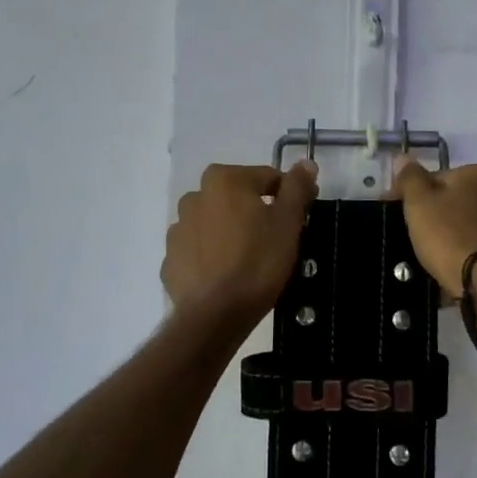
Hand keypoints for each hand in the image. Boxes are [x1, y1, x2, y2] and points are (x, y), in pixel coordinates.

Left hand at [163, 161, 317, 327]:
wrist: (215, 314)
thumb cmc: (258, 261)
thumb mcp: (288, 222)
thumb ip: (296, 188)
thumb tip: (305, 162)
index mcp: (224, 180)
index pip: (267, 177)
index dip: (288, 195)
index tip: (301, 217)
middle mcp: (195, 196)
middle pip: (237, 197)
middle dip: (256, 211)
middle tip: (276, 239)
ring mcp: (178, 229)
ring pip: (215, 222)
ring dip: (231, 231)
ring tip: (249, 258)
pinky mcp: (171, 259)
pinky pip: (198, 249)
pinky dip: (212, 255)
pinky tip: (226, 274)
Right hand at [387, 157, 476, 298]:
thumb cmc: (449, 234)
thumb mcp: (419, 202)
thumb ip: (410, 178)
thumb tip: (403, 157)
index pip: (441, 177)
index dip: (418, 192)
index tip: (402, 209)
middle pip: (461, 201)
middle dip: (442, 213)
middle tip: (419, 233)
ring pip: (474, 226)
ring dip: (458, 235)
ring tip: (435, 255)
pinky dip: (471, 256)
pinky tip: (455, 268)